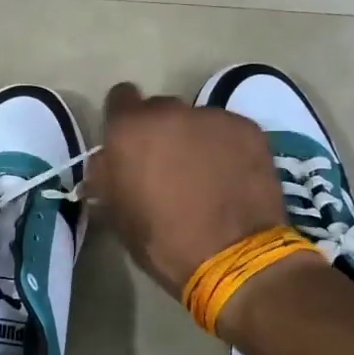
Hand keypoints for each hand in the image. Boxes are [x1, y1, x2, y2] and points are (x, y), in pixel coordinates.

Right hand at [88, 82, 287, 296]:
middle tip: (168, 166)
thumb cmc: (161, 240)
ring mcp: (212, 117)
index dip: (123, 120)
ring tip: (205, 175)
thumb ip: (106, 175)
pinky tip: (231, 177)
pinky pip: (228, 131)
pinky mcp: (248, 129)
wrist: (232, 256)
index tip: (130, 144)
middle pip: (160, 110)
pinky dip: (226, 148)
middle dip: (160, 132)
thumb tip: (106, 161)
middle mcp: (169, 112)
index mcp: (129, 129)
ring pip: (196, 121)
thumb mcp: (116, 212)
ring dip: (195, 140)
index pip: (120, 99)